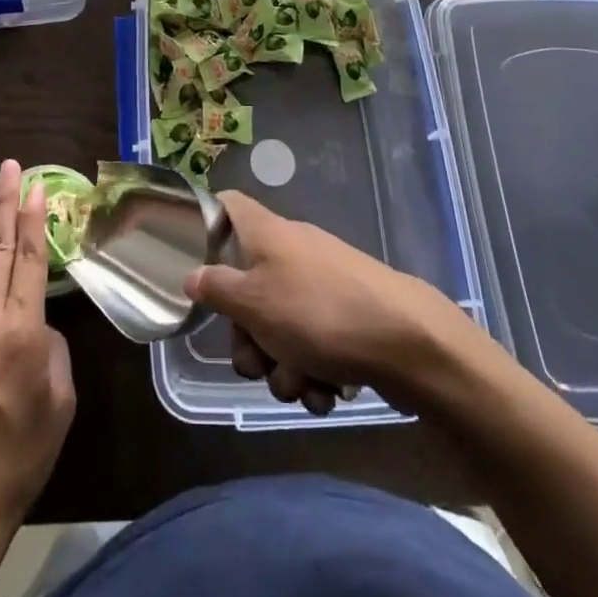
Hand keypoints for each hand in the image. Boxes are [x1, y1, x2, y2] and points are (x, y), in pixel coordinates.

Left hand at [0, 161, 74, 541]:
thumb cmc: (22, 453)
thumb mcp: (60, 401)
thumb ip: (52, 349)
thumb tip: (38, 322)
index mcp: (25, 332)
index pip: (33, 259)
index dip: (35, 218)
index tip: (35, 185)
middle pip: (0, 248)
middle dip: (5, 203)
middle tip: (8, 165)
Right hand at [185, 192, 479, 416]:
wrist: (406, 340)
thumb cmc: (316, 312)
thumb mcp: (253, 304)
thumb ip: (216, 289)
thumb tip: (191, 275)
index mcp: (266, 233)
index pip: (228, 204)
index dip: (207, 223)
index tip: (195, 260)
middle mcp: (292, 250)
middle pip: (248, 286)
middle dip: (249, 337)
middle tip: (257, 362)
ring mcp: (322, 282)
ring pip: (280, 325)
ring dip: (282, 365)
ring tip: (301, 384)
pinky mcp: (347, 315)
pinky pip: (313, 342)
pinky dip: (313, 370)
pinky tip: (325, 391)